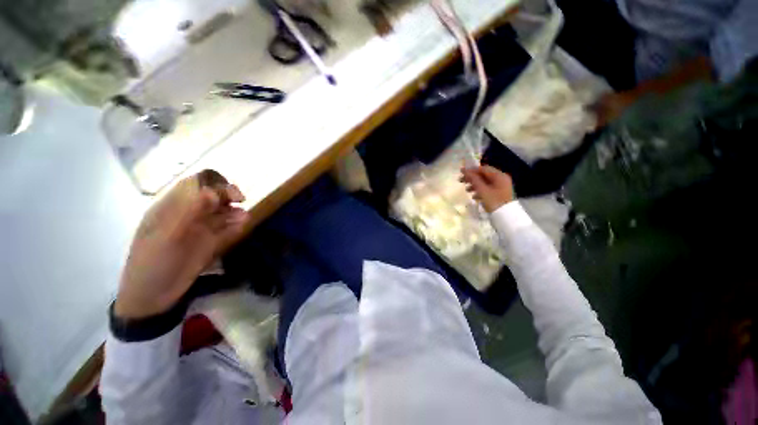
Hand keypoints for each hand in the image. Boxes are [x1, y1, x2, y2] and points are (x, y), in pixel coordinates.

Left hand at [115, 170, 247, 318]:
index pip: (195, 184)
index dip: (213, 183)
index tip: (227, 192)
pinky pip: (228, 229)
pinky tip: (242, 227)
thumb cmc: (153, 263)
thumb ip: (188, 213)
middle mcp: (189, 214)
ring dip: (235, 211)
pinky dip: (237, 226)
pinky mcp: (211, 242)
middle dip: (228, 194)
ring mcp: (201, 229)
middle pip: (213, 195)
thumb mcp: (166, 236)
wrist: (154, 297)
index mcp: (171, 208)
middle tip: (241, 200)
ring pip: (223, 212)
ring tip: (243, 218)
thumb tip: (211, 191)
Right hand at [460, 165, 514, 212]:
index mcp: (499, 176)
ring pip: (485, 182)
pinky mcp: (500, 194)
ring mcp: (501, 187)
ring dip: (475, 185)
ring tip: (466, 190)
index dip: (471, 170)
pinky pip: (488, 189)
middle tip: (461, 181)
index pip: (483, 169)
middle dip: (472, 178)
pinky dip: (480, 190)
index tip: (461, 172)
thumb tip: (466, 171)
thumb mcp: (482, 190)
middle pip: (484, 175)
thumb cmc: (494, 202)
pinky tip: (474, 196)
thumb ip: (474, 180)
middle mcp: (501, 179)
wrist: (506, 217)